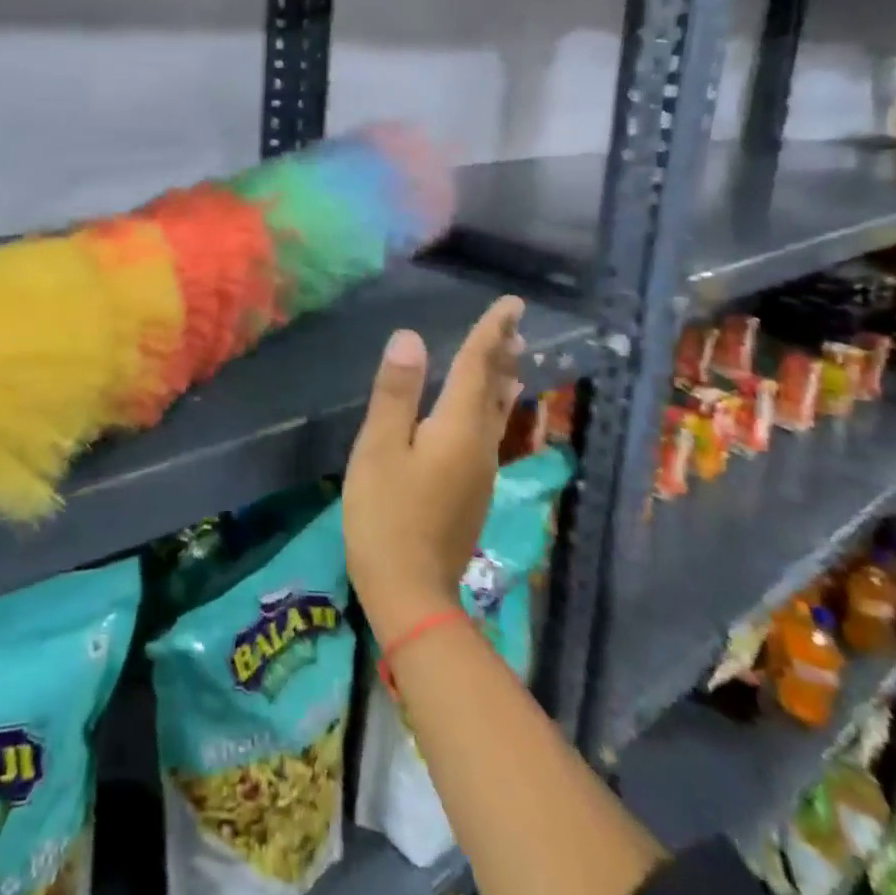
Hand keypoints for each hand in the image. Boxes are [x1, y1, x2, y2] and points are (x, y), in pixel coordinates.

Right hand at [343, 298, 523, 643]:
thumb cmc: (386, 514)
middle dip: (504, 353)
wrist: (410, 592)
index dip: (491, 333)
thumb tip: (411, 337)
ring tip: (512, 357)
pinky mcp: (471, 492)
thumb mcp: (380, 448)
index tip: (512, 304)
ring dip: (503, 379)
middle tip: (515, 323)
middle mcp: (479, 445)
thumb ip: (396, 392)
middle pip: (496, 389)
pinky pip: (490, 432)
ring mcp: (480, 472)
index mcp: (458, 428)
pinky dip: (493, 406)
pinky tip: (489, 411)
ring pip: (497, 413)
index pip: (478, 368)